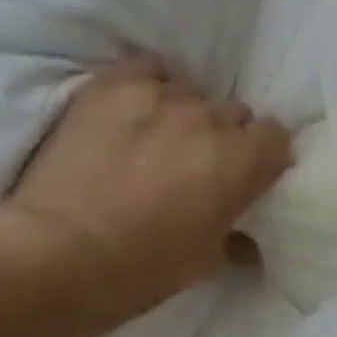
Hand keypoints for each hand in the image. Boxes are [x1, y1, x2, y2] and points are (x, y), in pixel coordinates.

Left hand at [3, 54, 291, 320]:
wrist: (60, 253)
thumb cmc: (142, 269)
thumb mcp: (205, 261)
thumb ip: (233, 233)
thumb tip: (245, 237)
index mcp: (242, 163)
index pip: (276, 136)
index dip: (262, 156)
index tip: (245, 175)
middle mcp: (211, 120)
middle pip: (234, 113)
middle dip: (223, 136)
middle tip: (196, 164)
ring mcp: (162, 96)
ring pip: (191, 92)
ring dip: (183, 114)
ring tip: (156, 139)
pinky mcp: (115, 84)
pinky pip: (149, 67)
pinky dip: (148, 84)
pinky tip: (134, 109)